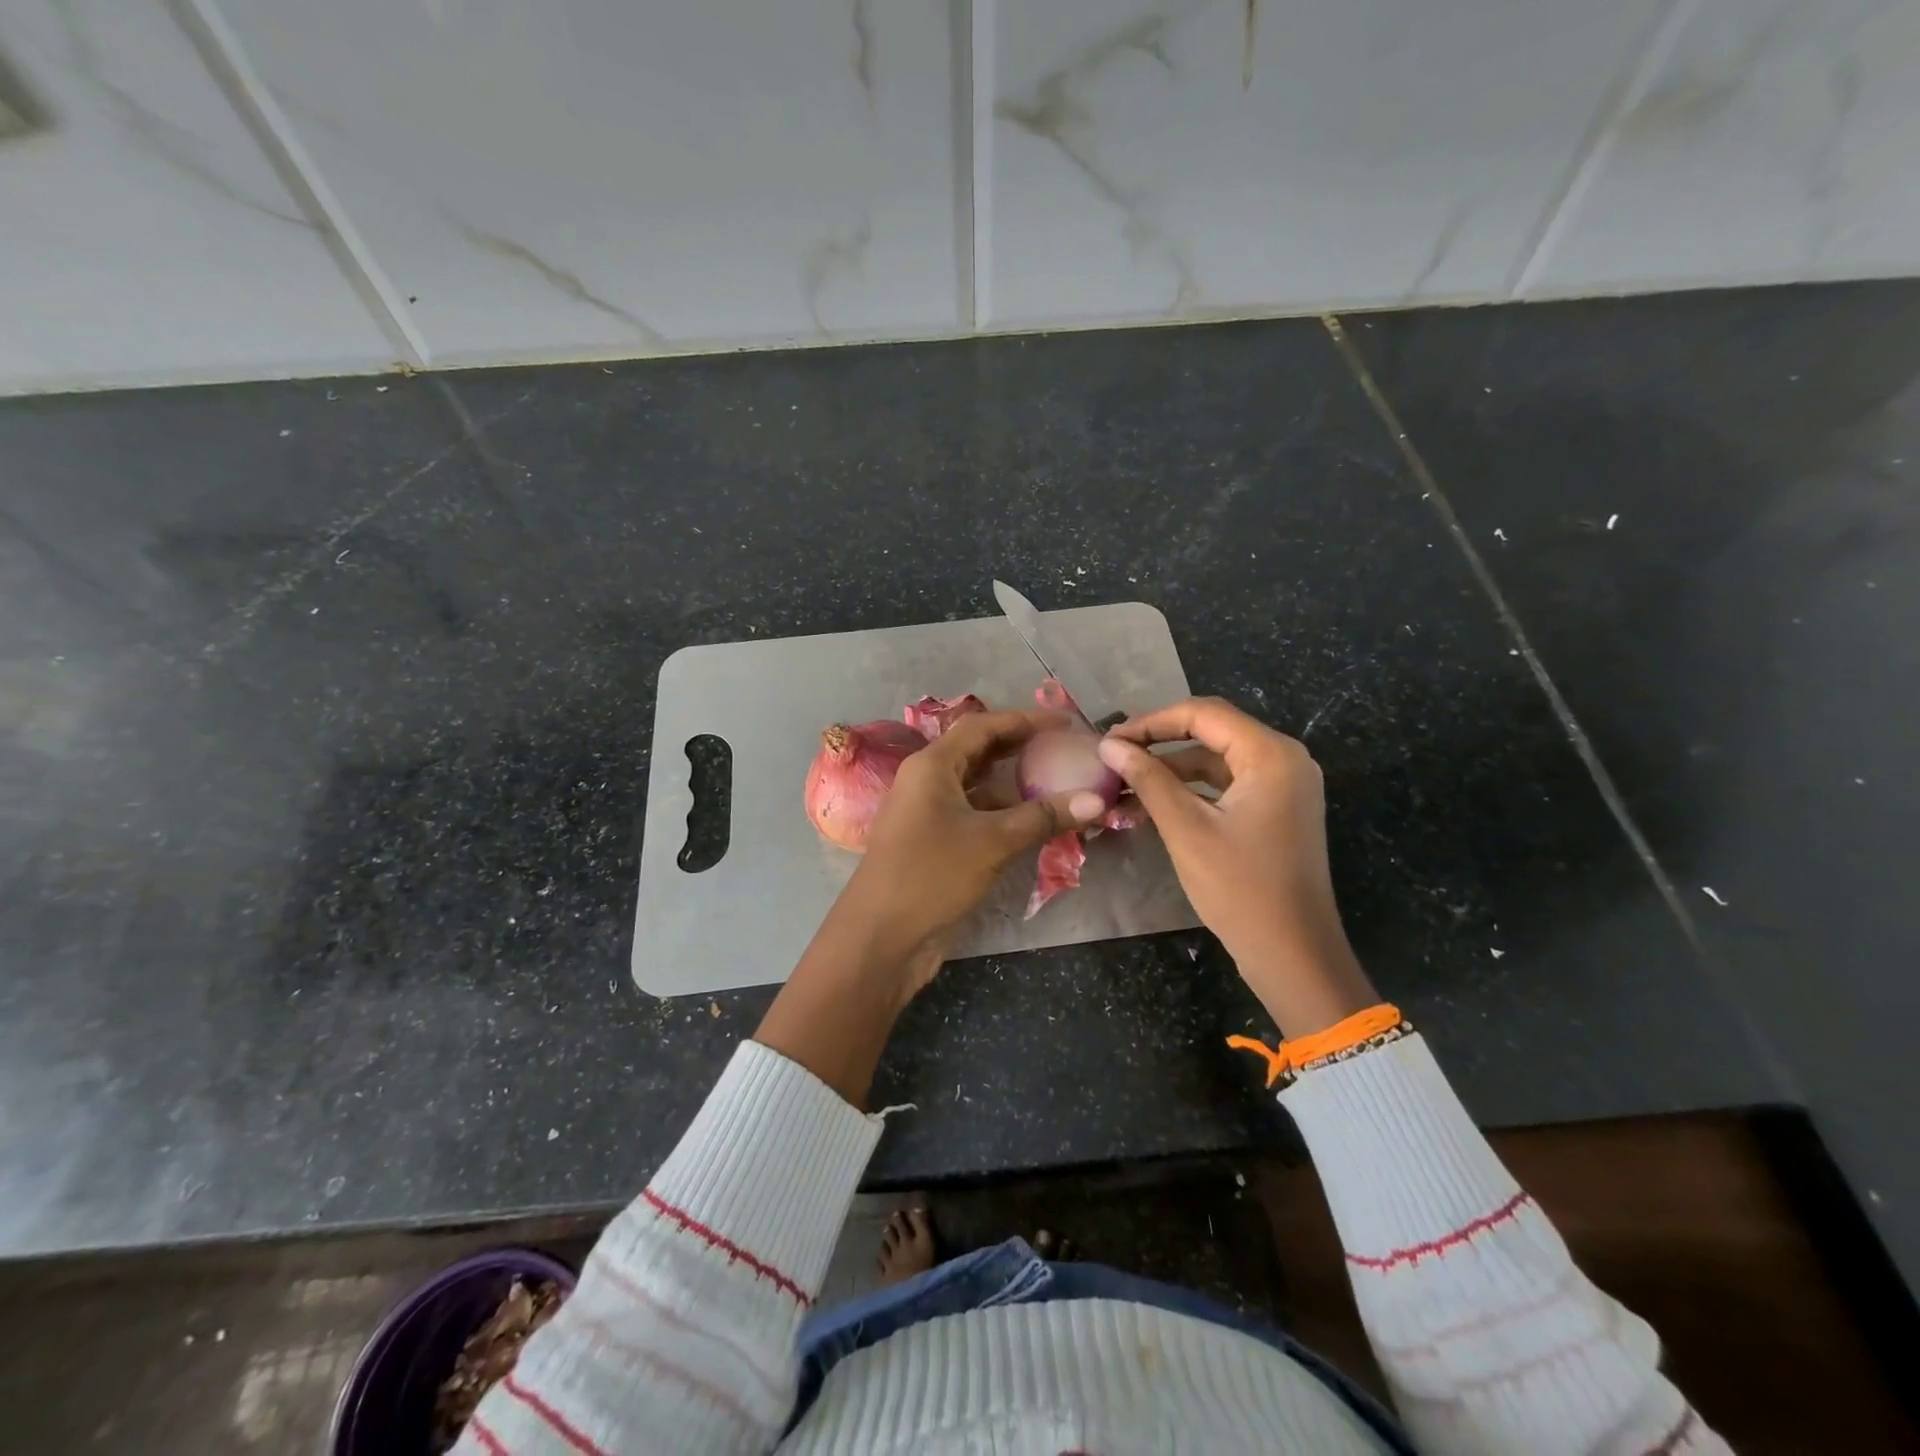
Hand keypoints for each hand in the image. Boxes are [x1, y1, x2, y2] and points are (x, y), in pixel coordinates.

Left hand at [756, 709, 1105, 1105]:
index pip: (982, 726)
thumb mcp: (992, 842)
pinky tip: (1037, 823)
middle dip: (1021, 748)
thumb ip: (1043, 817)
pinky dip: (1005, 814)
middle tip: (1065, 749)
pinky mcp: (935, 843)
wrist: (881, 938)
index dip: (1025, 720)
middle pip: (979, 751)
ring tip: (1060, 784)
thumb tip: (1097, 801)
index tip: (1065, 723)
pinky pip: (976, 815)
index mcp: (932, 765)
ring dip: (1016, 785)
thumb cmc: (931, 875)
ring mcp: (929, 813)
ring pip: (979, 786)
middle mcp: (928, 781)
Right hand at [1097, 698, 1376, 1036]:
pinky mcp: (1277, 810)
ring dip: (1171, 770)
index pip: (1203, 714)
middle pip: (1211, 732)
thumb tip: (1108, 746)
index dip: (1151, 722)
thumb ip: (1148, 779)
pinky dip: (1191, 791)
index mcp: (1271, 755)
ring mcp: (1284, 786)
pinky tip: (1153, 805)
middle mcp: (1285, 760)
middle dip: (1159, 743)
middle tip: (1113, 757)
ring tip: (1124, 785)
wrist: (1293, 955)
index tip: (1109, 740)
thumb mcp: (1186, 829)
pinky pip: (1227, 785)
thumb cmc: (1240, 889)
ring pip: (1216, 760)